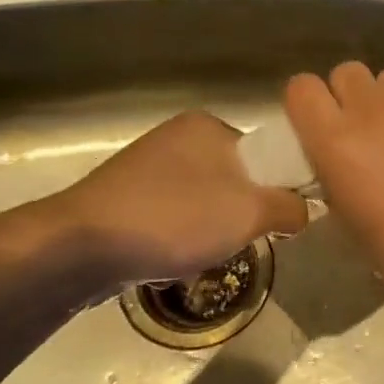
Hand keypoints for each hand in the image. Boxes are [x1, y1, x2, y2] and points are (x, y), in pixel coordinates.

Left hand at [44, 111, 307, 284]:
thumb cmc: (175, 219)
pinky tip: (172, 257)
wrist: (79, 248)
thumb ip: (290, 207)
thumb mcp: (251, 213)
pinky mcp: (122, 196)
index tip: (276, 220)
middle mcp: (177, 137)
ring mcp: (146, 166)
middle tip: (240, 240)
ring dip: (211, 228)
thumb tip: (304, 210)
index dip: (277, 188)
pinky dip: (180, 235)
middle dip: (241, 213)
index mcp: (208, 125)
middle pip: (235, 179)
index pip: (265, 153)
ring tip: (203, 253)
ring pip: (204, 200)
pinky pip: (172, 214)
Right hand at [284, 63, 383, 330]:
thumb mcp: (349, 218)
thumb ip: (334, 170)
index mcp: (337, 142)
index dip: (311, 103)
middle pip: (348, 73)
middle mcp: (373, 108)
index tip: (324, 120)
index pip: (302, 88)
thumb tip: (338, 152)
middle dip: (354, 97)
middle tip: (374, 127)